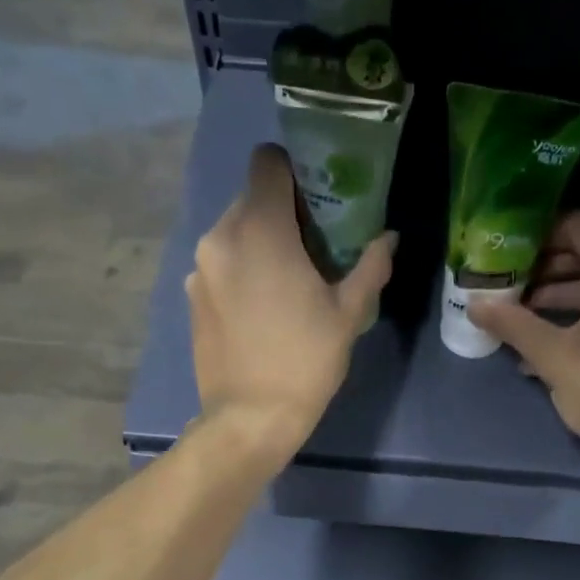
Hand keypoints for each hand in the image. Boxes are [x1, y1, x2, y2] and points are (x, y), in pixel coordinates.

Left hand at [188, 144, 393, 459]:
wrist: (250, 418)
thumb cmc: (305, 361)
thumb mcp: (348, 314)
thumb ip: (370, 266)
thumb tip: (388, 238)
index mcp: (259, 229)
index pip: (268, 161)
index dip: (296, 170)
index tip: (319, 199)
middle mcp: (220, 236)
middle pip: (252, 198)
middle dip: (282, 212)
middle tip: (314, 247)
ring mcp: (200, 268)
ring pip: (234, 232)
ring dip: (261, 243)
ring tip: (287, 282)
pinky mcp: (191, 297)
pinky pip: (220, 264)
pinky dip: (241, 270)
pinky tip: (261, 309)